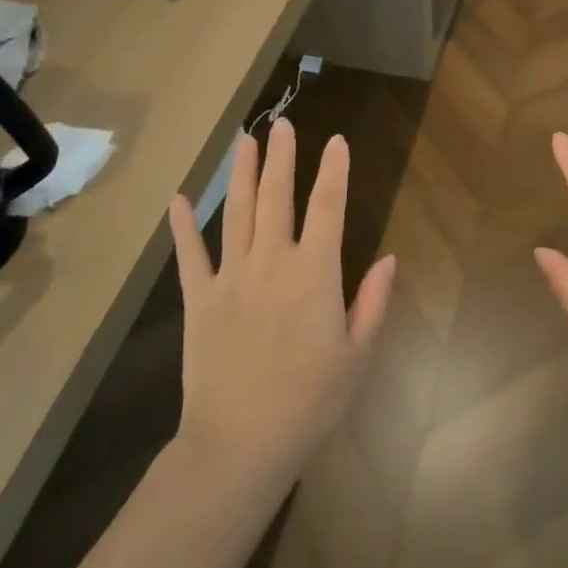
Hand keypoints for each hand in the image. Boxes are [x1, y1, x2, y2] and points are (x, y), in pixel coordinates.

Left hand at [168, 119, 394, 485]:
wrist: (240, 443)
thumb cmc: (310, 401)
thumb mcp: (358, 354)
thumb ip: (374, 301)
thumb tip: (388, 258)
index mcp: (314, 274)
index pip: (328, 208)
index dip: (334, 171)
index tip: (337, 141)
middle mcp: (272, 263)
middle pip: (277, 197)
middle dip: (282, 158)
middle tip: (283, 124)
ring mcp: (230, 277)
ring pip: (236, 213)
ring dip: (241, 174)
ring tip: (244, 141)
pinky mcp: (198, 299)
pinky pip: (190, 254)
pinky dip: (184, 226)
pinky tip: (179, 199)